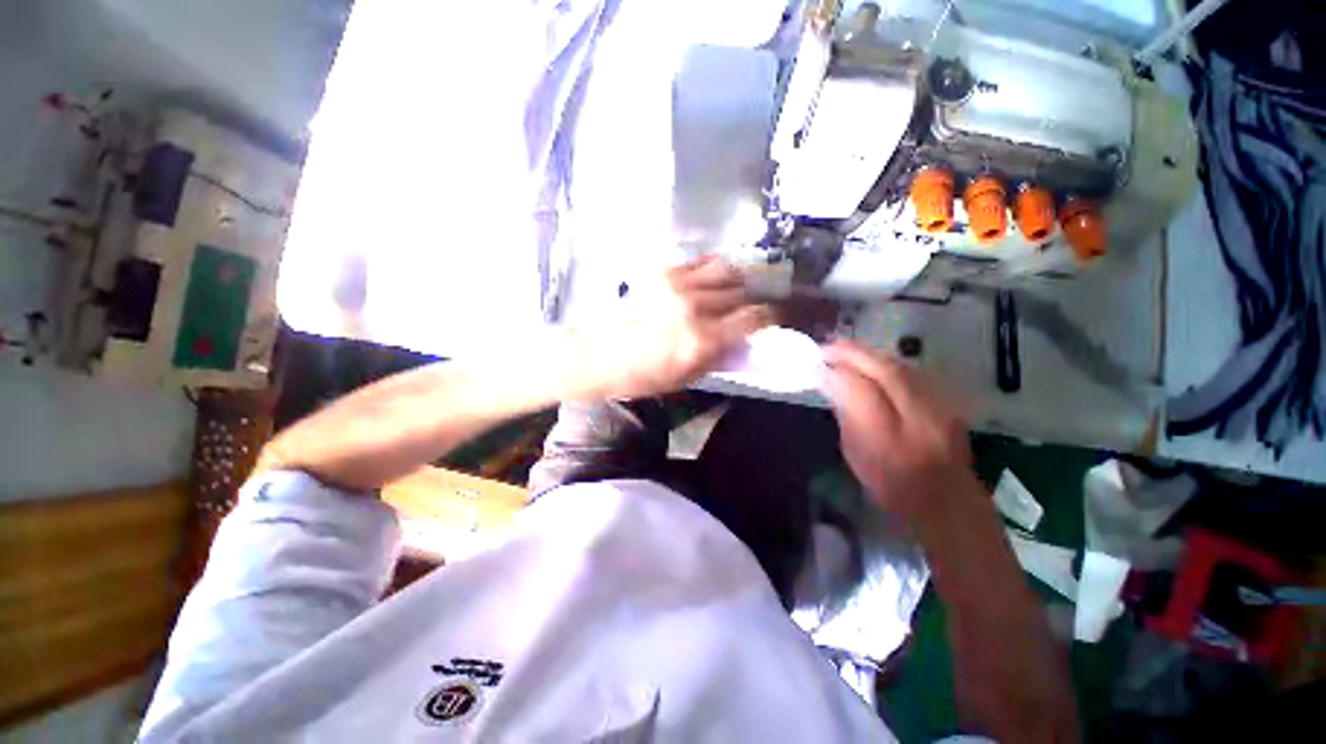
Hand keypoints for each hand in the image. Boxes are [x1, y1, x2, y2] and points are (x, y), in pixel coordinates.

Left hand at [580, 256, 774, 399]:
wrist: (598, 354)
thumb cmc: (642, 376)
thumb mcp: (687, 377)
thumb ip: (719, 356)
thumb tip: (744, 340)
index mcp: (703, 339)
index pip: (754, 317)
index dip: (772, 316)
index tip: (774, 318)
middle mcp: (695, 307)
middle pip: (742, 292)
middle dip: (750, 301)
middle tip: (748, 309)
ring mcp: (678, 285)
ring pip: (726, 270)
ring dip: (736, 281)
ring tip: (732, 291)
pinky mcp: (664, 273)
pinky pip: (701, 262)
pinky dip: (714, 269)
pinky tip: (712, 280)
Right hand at [822, 340, 973, 521]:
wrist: (946, 501)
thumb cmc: (890, 484)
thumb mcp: (855, 454)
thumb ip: (845, 415)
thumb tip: (831, 382)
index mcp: (888, 440)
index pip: (860, 392)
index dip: (836, 374)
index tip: (817, 366)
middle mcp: (918, 418)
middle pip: (884, 371)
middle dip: (853, 354)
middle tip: (828, 346)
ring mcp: (939, 407)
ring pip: (900, 367)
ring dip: (870, 354)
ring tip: (846, 349)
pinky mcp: (948, 402)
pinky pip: (911, 372)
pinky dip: (887, 362)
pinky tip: (872, 362)